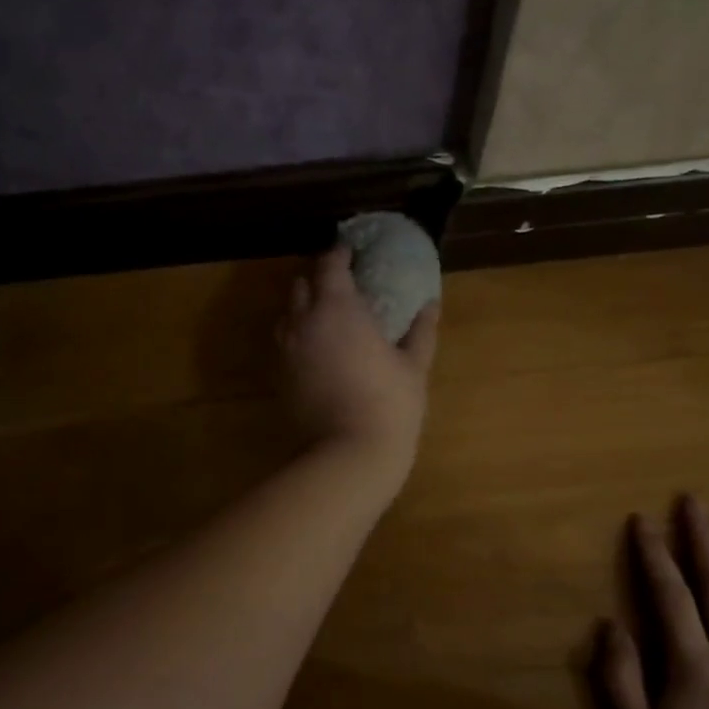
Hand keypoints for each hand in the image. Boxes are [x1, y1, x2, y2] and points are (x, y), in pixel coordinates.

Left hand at [277, 245, 438, 490]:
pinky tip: (314, 348)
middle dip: (318, 277)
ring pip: (286, 313)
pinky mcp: (277, 376)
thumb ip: (421, 331)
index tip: (352, 254)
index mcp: (338, 308)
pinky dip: (295, 335)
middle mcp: (303, 321)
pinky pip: (282, 342)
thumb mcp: (413, 366)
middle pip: (300, 284)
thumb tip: (431, 304)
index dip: (339, 255)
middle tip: (340, 284)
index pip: (330, 265)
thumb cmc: (389, 405)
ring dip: (302, 306)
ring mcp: (285, 349)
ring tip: (324, 316)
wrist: (347, 455)